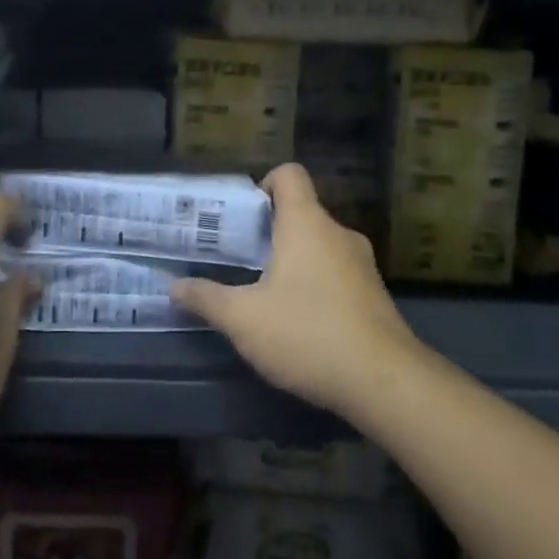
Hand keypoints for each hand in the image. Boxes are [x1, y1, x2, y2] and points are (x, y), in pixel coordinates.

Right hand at [171, 163, 418, 421]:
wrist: (385, 383)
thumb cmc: (307, 334)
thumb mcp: (243, 319)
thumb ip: (206, 298)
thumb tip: (173, 287)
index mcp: (306, 223)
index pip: (289, 174)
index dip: (263, 184)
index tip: (242, 216)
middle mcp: (338, 233)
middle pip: (300, 213)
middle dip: (268, 232)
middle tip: (238, 258)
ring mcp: (362, 265)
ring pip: (319, 246)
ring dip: (292, 261)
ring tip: (262, 292)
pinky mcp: (374, 295)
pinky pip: (336, 274)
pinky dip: (315, 285)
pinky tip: (298, 321)